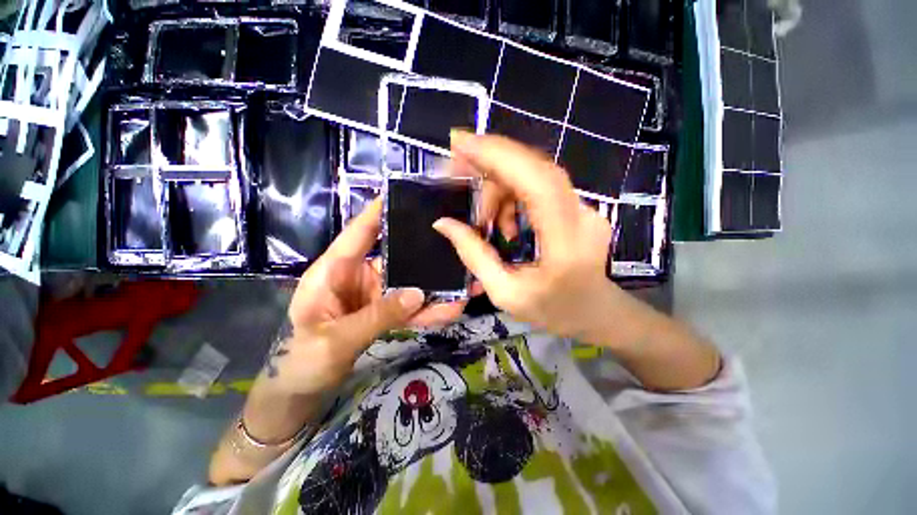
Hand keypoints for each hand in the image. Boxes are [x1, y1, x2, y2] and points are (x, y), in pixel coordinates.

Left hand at [270, 198, 467, 396]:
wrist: (303, 391)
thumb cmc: (303, 361)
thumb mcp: (335, 340)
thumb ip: (377, 316)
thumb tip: (419, 294)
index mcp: (333, 272)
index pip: (358, 234)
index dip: (379, 213)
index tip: (404, 196)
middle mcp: (357, 276)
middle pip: (395, 257)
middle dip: (423, 253)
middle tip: (454, 243)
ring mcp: (374, 295)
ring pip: (409, 284)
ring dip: (435, 286)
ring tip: (464, 284)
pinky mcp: (384, 312)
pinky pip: (410, 308)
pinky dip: (429, 309)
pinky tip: (452, 309)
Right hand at [434, 132, 626, 341]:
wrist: (596, 312)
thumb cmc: (552, 310)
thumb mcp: (506, 293)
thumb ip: (474, 256)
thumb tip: (444, 223)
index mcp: (566, 243)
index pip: (537, 182)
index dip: (499, 156)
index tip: (461, 143)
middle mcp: (581, 216)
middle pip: (534, 169)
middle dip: (490, 162)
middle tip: (455, 169)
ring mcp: (584, 207)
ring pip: (534, 175)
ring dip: (499, 188)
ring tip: (484, 221)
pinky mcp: (578, 206)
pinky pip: (538, 186)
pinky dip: (512, 196)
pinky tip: (504, 223)